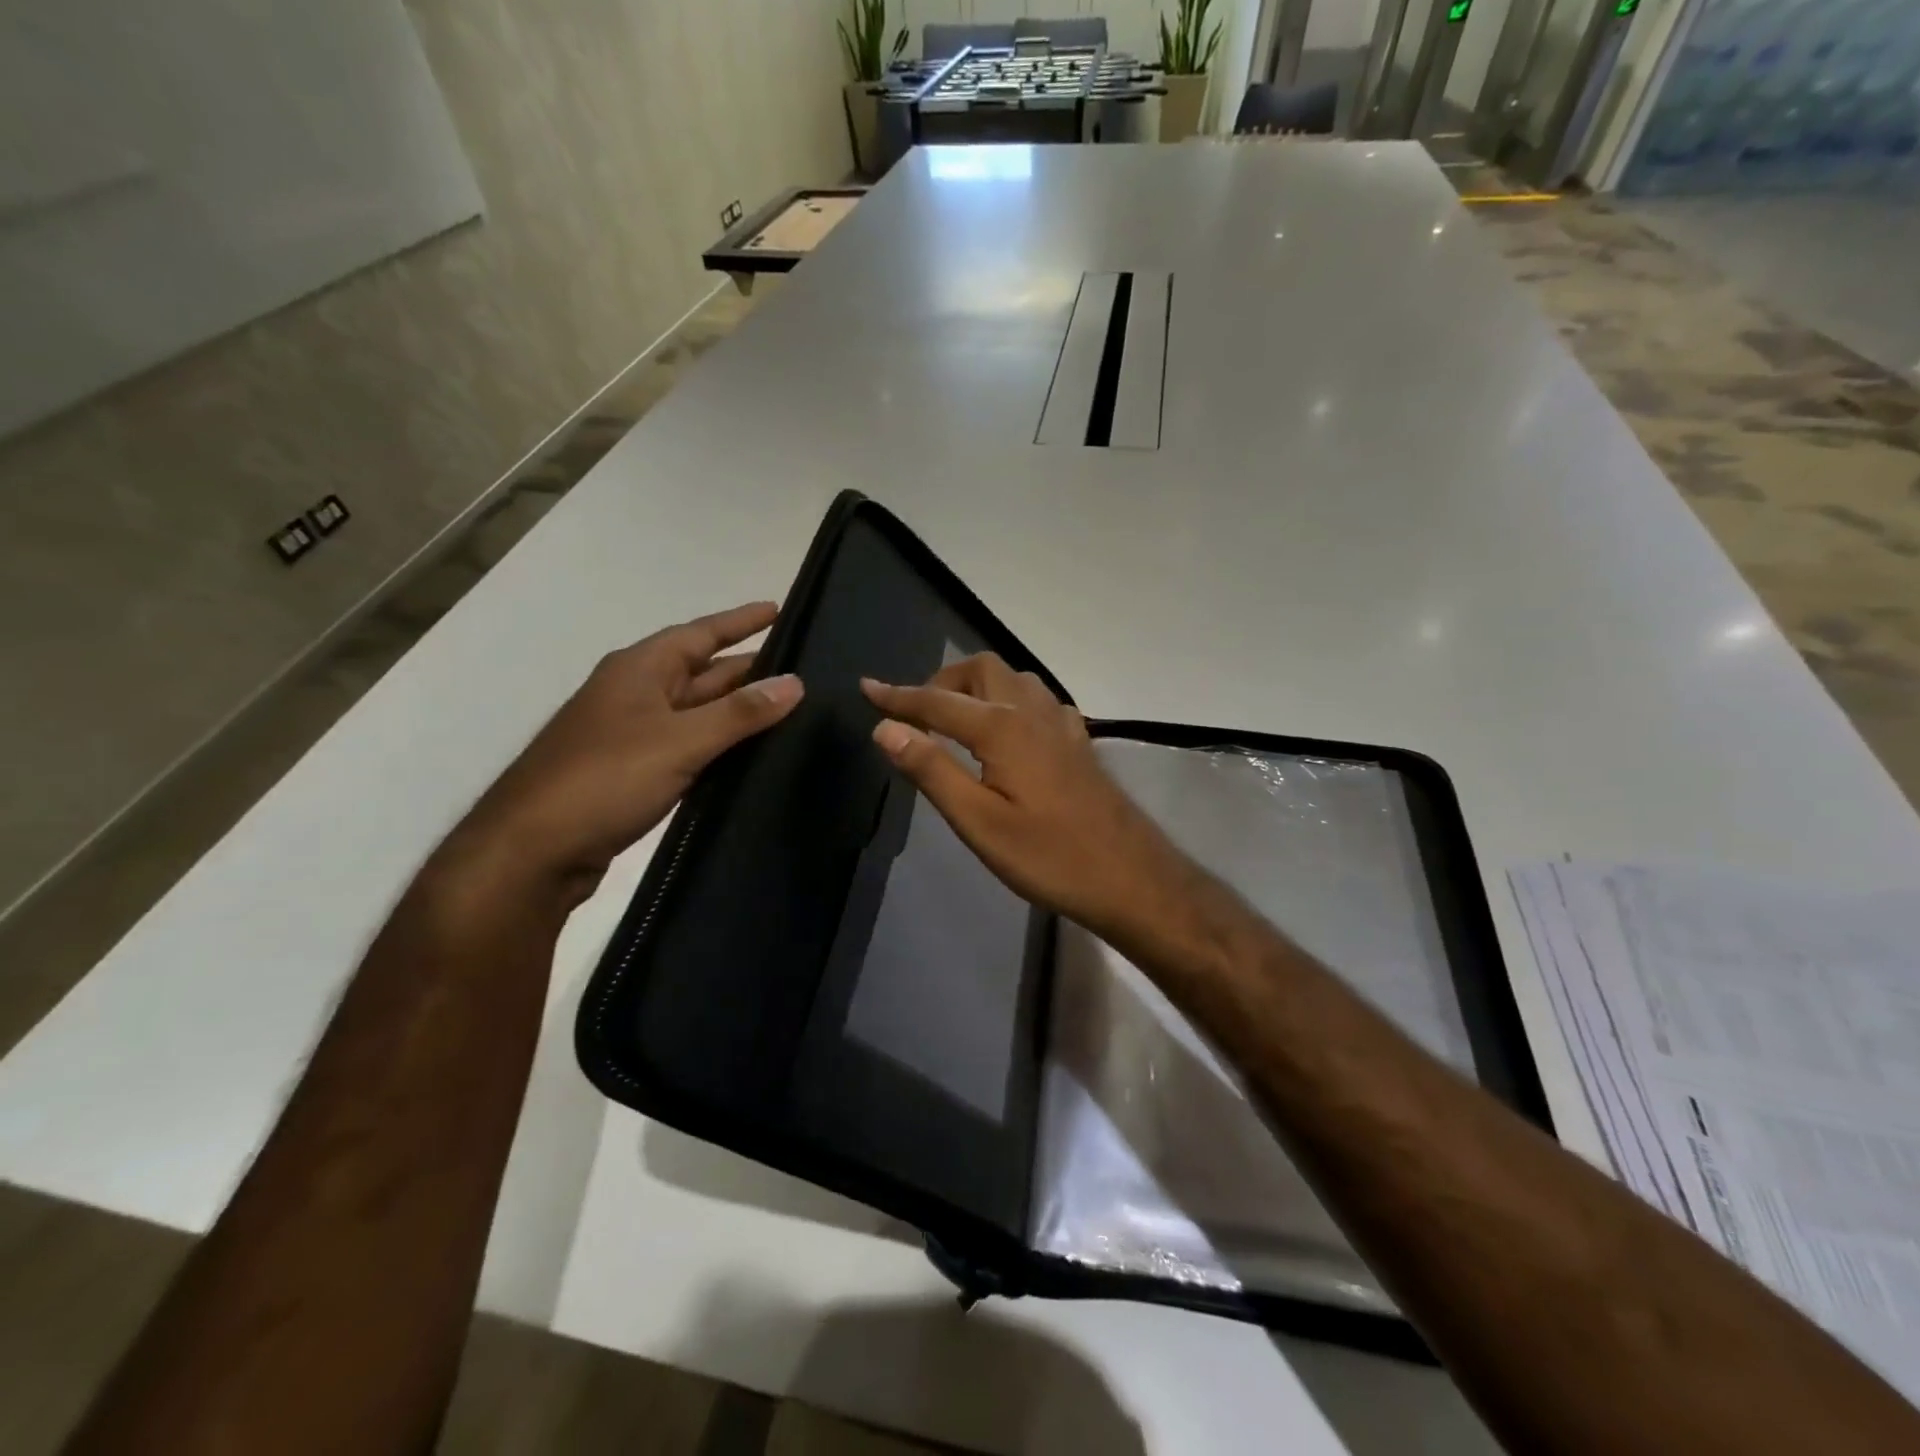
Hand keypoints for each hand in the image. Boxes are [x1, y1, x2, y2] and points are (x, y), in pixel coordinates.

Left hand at [441, 602, 802, 901]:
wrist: (532, 851)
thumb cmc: (604, 779)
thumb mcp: (680, 740)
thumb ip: (740, 713)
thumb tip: (795, 683)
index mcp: (640, 670)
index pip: (701, 633)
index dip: (740, 621)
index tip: (779, 609)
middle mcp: (635, 694)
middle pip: (702, 672)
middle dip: (748, 669)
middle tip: (801, 671)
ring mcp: (632, 735)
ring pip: (697, 712)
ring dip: (736, 711)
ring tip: (788, 710)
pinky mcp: (633, 773)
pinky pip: (688, 746)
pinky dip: (719, 746)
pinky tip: (749, 755)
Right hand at [861, 654, 1185, 940]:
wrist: (1130, 876)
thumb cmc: (1049, 856)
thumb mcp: (979, 822)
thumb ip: (932, 770)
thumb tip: (886, 728)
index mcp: (1002, 729)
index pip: (937, 702)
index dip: (898, 696)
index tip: (866, 687)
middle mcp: (1032, 712)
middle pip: (981, 670)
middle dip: (943, 681)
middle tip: (919, 715)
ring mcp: (1062, 723)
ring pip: (1014, 679)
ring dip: (979, 686)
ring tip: (957, 720)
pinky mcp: (1079, 740)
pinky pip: (1039, 700)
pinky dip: (1011, 701)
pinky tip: (1009, 733)